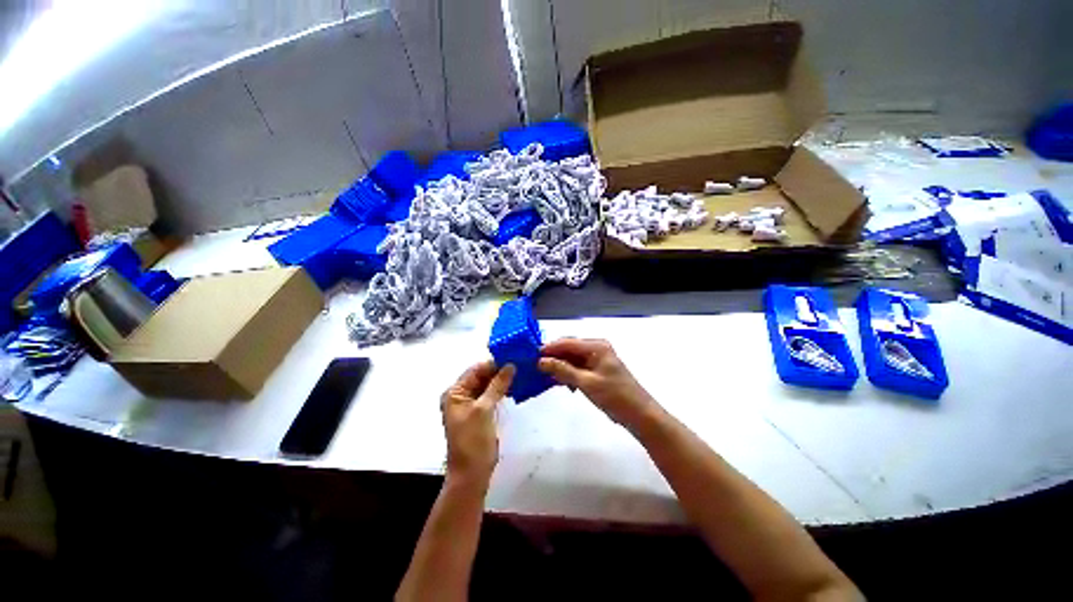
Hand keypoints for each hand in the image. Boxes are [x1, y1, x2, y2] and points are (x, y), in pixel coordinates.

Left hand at [441, 361, 514, 486]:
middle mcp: (460, 395)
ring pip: (487, 385)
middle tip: (520, 363)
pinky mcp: (480, 413)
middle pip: (481, 376)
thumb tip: (510, 365)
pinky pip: (490, 395)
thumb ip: (496, 385)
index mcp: (455, 392)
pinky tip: (514, 386)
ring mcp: (470, 404)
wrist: (472, 474)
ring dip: (501, 379)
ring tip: (520, 371)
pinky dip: (501, 390)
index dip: (493, 363)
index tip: (513, 356)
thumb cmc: (473, 441)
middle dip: (499, 370)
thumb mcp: (484, 410)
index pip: (475, 370)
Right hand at [538, 338, 656, 428]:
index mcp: (596, 346)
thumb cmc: (614, 396)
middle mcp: (596, 348)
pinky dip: (569, 374)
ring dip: (560, 367)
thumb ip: (563, 370)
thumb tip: (540, 361)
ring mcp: (597, 359)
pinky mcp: (597, 370)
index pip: (567, 342)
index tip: (531, 356)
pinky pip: (578, 367)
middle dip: (553, 358)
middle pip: (569, 349)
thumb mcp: (586, 383)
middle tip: (536, 368)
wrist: (639, 414)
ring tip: (545, 377)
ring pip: (572, 359)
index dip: (549, 348)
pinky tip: (561, 383)